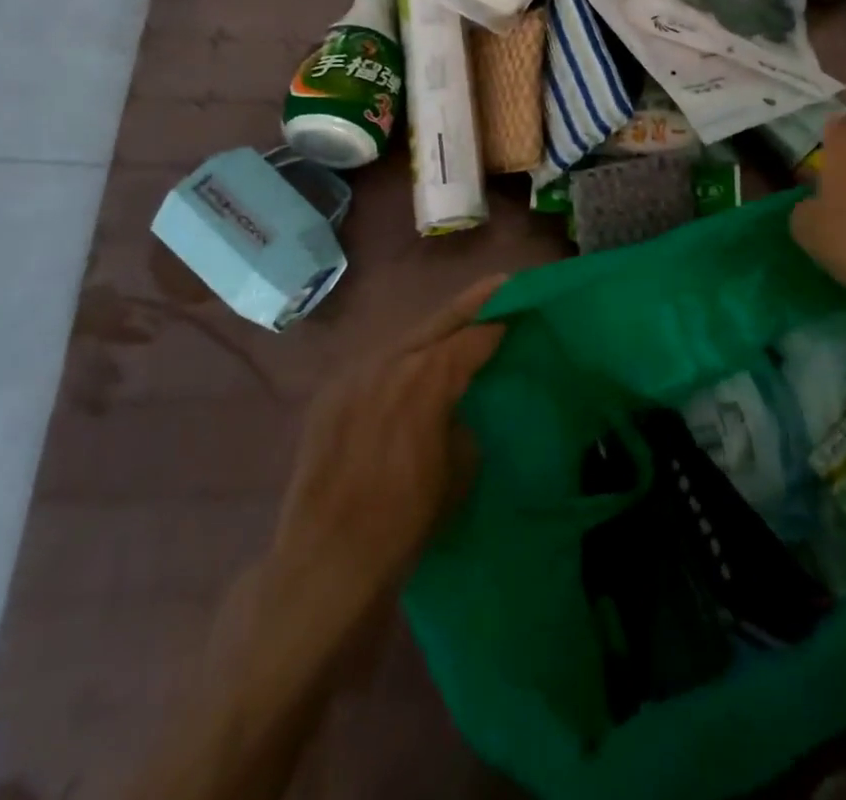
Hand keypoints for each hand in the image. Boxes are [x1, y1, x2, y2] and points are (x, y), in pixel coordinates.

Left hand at [270, 275, 507, 615]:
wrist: (326, 561)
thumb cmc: (406, 520)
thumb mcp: (458, 471)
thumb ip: (461, 423)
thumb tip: (454, 410)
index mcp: (428, 377)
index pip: (473, 338)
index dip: (499, 324)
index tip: (519, 311)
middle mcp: (390, 362)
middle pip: (438, 321)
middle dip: (471, 303)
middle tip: (498, 284)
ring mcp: (354, 374)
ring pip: (404, 339)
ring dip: (433, 331)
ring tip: (457, 326)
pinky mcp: (330, 394)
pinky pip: (375, 364)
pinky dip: (399, 359)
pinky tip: (409, 367)